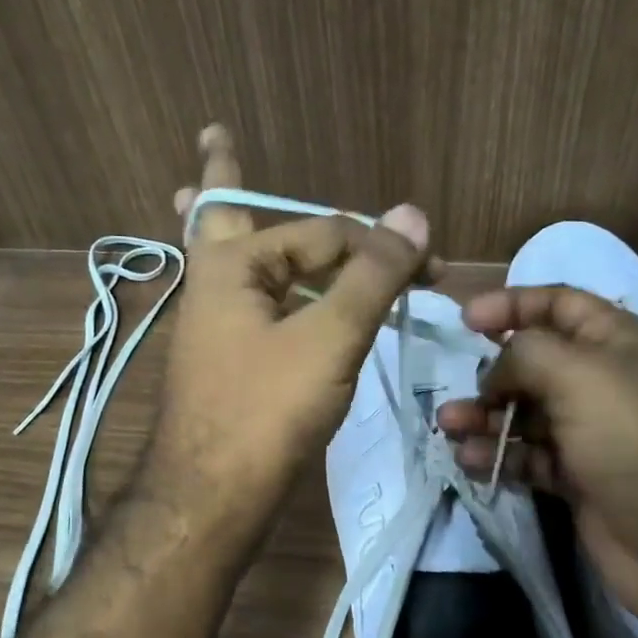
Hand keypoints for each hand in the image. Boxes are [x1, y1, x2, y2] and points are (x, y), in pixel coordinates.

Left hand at [146, 126, 431, 541]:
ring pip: (237, 265)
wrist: (213, 498)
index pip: (322, 233)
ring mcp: (215, 329)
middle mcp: (213, 288)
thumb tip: (412, 213)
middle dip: (224, 179)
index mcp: (229, 265)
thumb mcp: (329, 337)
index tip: (433, 269)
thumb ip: (371, 276)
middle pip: (225, 219)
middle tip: (213, 139)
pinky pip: (249, 307)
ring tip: (205, 197)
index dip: (380, 244)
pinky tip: (267, 291)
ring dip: (236, 230)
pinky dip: (262, 286)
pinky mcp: (227, 365)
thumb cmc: (266, 410)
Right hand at [436, 286, 637, 637]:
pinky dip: (497, 455)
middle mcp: (602, 383)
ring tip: (449, 427)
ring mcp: (590, 434)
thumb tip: (496, 371)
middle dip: (491, 373)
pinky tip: (469, 461)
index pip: (559, 305)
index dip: (513, 304)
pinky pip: (527, 456)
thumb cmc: (633, 442)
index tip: (467, 319)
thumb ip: (525, 354)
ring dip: (485, 417)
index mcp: (616, 343)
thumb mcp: (579, 376)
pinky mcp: (577, 478)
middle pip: (534, 363)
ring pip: (524, 413)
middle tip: (457, 391)